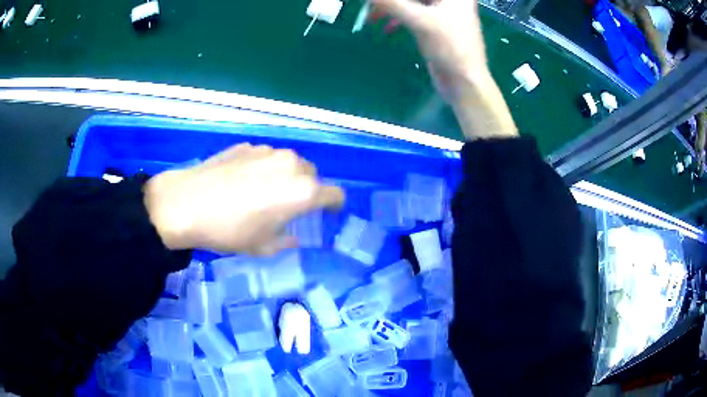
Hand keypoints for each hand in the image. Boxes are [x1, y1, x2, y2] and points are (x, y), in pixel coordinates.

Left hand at [144, 144, 343, 254]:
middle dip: (308, 190)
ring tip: (264, 192)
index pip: (335, 194)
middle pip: (312, 175)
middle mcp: (291, 164)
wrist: (187, 203)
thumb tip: (294, 238)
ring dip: (286, 176)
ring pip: (289, 163)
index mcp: (303, 191)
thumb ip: (286, 241)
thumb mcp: (262, 246)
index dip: (335, 205)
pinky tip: (243, 181)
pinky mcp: (247, 145)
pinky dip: (264, 168)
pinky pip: (266, 157)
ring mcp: (268, 151)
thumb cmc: (230, 230)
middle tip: (290, 207)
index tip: (327, 213)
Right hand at [372, 0, 517, 139]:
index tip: (376, 3)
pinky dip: (399, 18)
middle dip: (393, 1)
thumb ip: (393, 3)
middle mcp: (451, 0)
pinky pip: (414, 14)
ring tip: (372, 18)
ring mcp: (444, 13)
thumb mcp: (420, 21)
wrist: (464, 82)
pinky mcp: (437, 26)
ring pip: (413, 3)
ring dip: (392, 8)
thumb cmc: (449, 47)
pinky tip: (387, 28)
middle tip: (370, 6)